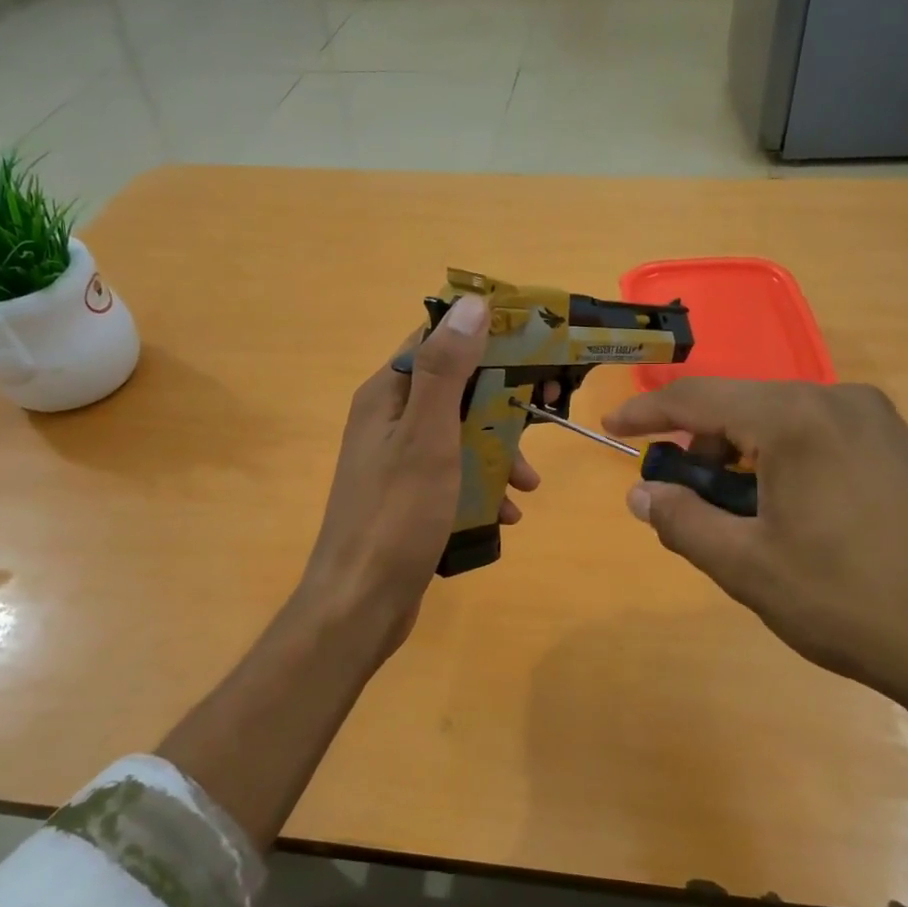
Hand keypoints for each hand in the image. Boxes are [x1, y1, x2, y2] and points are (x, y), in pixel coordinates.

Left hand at [295, 294, 539, 663]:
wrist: (360, 604)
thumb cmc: (396, 515)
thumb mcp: (427, 436)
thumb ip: (446, 369)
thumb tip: (472, 302)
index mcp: (388, 394)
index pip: (438, 340)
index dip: (486, 336)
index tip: (534, 344)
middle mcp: (390, 420)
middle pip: (457, 389)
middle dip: (502, 403)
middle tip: (548, 412)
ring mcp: (399, 461)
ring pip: (461, 435)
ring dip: (498, 452)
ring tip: (528, 484)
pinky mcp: (410, 497)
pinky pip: (455, 476)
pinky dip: (482, 487)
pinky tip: (506, 514)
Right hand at [603, 379, 907, 722]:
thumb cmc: (847, 603)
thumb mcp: (745, 566)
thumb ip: (682, 521)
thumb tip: (641, 495)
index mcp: (797, 419)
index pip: (699, 398)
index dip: (647, 412)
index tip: (611, 428)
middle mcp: (839, 400)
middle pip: (741, 405)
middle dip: (698, 444)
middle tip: (681, 496)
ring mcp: (878, 421)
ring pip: (780, 420)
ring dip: (740, 456)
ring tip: (737, 515)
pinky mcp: (900, 447)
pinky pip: (817, 435)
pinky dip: (781, 460)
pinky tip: (787, 511)